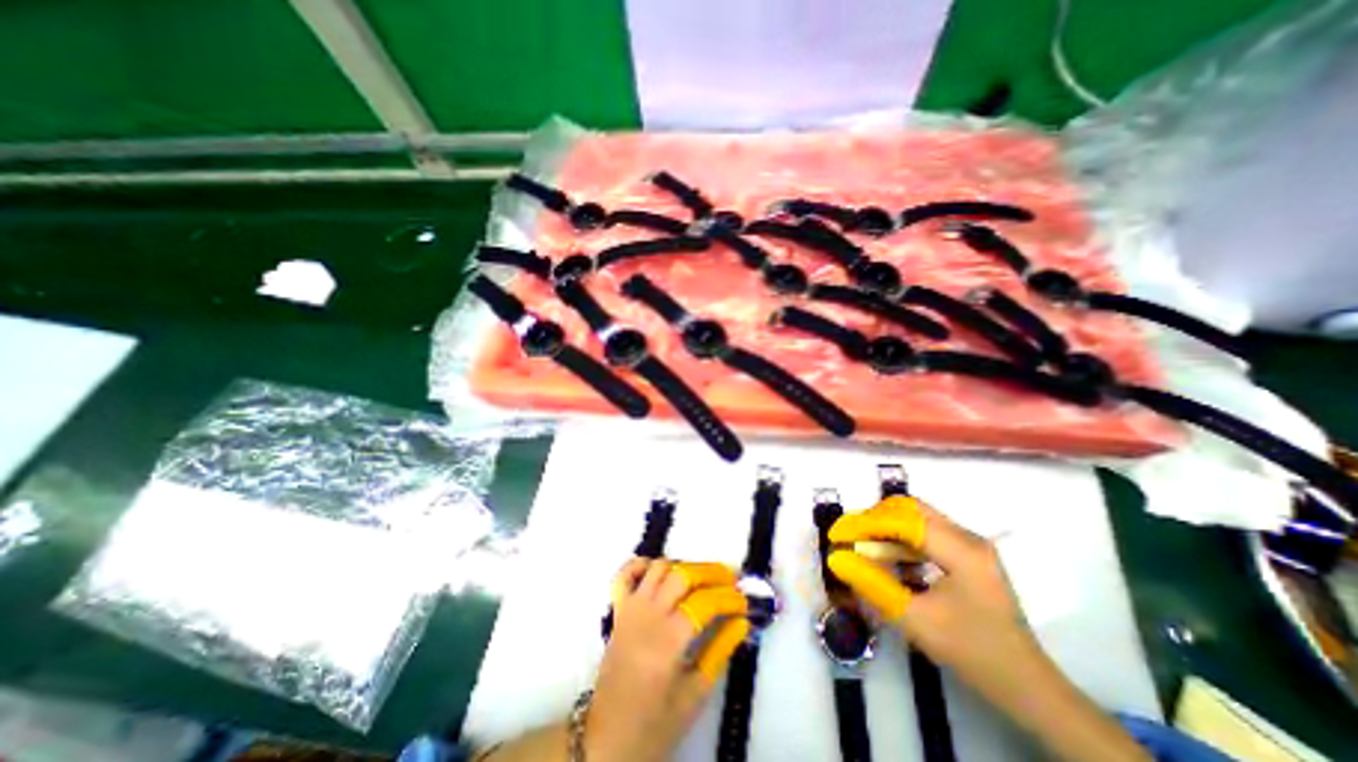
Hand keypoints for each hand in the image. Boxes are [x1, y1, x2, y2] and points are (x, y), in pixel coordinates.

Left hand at [586, 558, 746, 761]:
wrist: (608, 739)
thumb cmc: (656, 724)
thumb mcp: (695, 694)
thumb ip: (720, 651)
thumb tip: (742, 622)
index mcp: (669, 640)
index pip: (705, 602)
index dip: (729, 598)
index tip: (745, 601)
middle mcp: (648, 615)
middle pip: (683, 575)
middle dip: (712, 572)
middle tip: (731, 580)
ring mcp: (630, 609)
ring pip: (659, 568)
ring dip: (683, 567)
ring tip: (702, 579)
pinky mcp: (617, 611)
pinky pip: (625, 574)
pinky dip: (642, 565)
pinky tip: (659, 571)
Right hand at [827, 498, 1141, 759]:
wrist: (1029, 688)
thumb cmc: (974, 654)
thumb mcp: (916, 621)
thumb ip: (873, 585)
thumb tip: (836, 558)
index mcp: (962, 550)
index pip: (902, 520)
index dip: (864, 524)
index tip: (836, 536)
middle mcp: (967, 537)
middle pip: (909, 508)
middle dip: (873, 518)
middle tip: (849, 536)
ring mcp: (969, 544)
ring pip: (916, 518)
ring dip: (885, 527)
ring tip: (861, 545)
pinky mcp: (967, 554)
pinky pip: (924, 533)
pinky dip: (899, 539)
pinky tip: (886, 557)